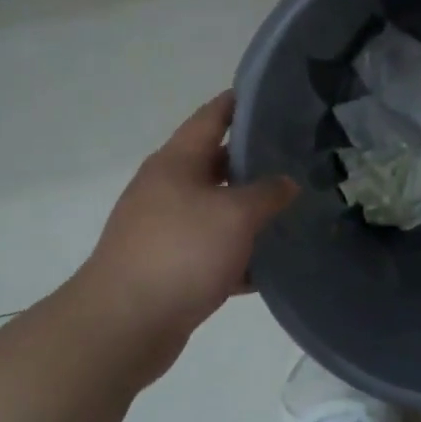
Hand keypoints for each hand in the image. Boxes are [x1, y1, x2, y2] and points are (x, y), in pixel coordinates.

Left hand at [64, 91, 296, 376]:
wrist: (123, 326)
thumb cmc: (180, 252)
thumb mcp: (235, 215)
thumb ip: (267, 193)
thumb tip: (286, 183)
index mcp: (176, 163)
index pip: (211, 117)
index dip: (239, 103)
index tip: (272, 95)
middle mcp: (166, 189)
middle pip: (216, 164)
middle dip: (254, 161)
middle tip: (297, 158)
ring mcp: (165, 230)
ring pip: (216, 210)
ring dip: (249, 212)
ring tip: (293, 209)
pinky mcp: (168, 267)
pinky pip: (212, 251)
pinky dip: (238, 255)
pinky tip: (270, 265)